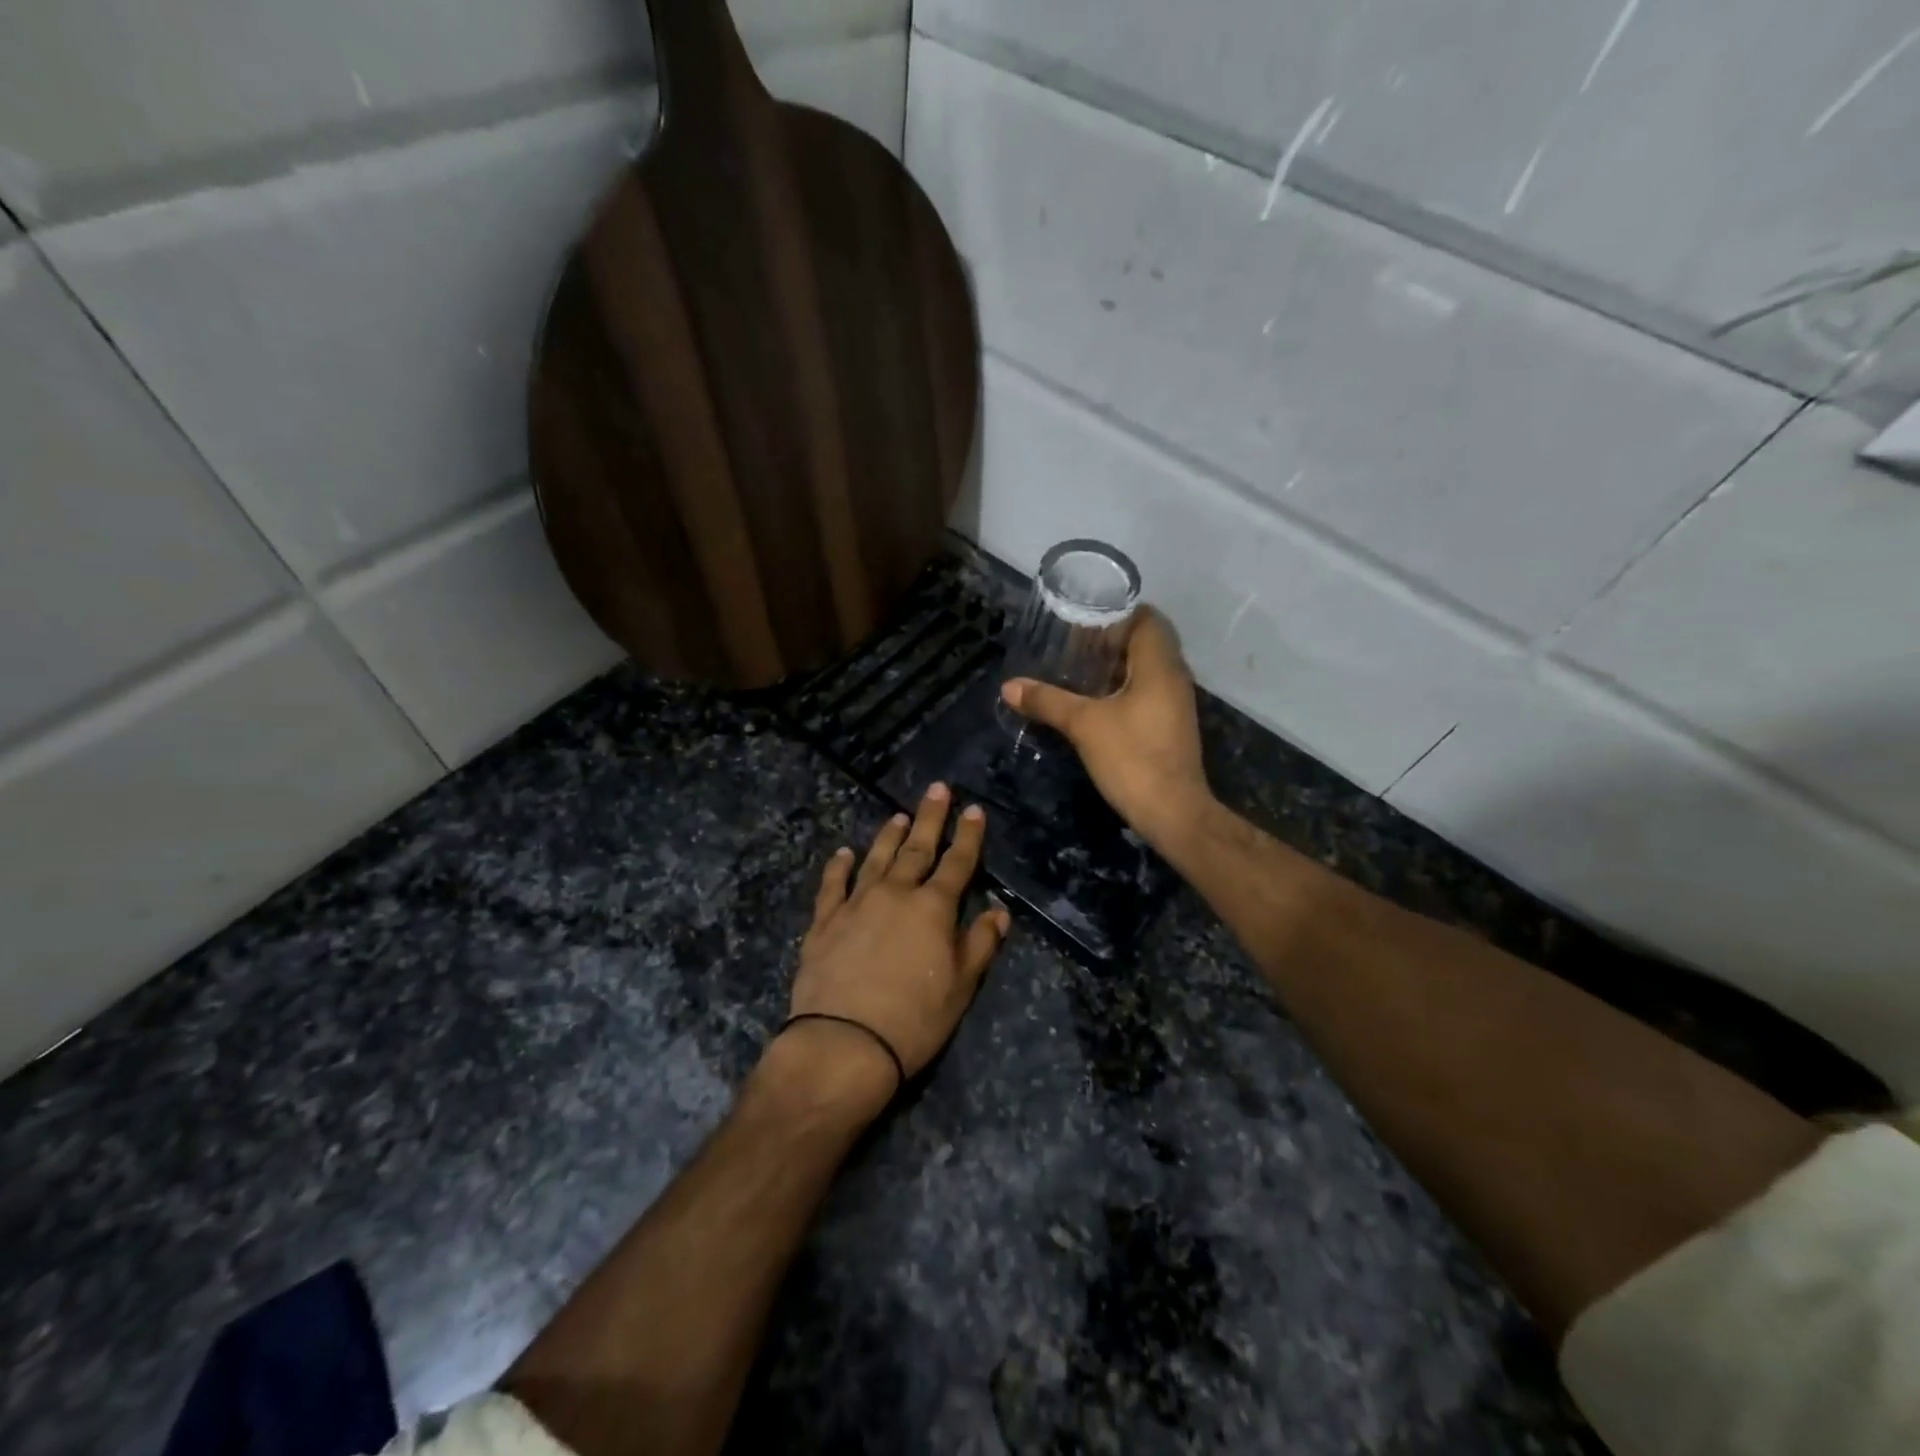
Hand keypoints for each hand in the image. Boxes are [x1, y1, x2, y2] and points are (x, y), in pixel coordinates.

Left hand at [781, 784, 1009, 1098]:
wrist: (844, 1042)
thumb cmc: (914, 1018)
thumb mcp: (961, 986)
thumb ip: (980, 943)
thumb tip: (998, 911)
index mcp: (933, 908)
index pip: (957, 863)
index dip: (968, 836)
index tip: (973, 810)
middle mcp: (895, 894)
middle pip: (917, 849)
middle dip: (931, 818)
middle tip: (937, 789)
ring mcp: (856, 904)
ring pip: (876, 859)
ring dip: (889, 835)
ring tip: (898, 815)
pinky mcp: (824, 921)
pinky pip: (833, 885)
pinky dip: (839, 867)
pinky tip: (843, 853)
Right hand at [1001, 607, 1213, 849]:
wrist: (1173, 812)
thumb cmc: (1132, 758)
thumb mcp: (1084, 725)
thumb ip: (1048, 701)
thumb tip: (1009, 686)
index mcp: (1159, 665)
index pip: (1147, 618)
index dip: (1117, 611)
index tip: (1084, 615)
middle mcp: (1174, 677)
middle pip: (1147, 641)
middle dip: (1111, 638)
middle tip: (1073, 641)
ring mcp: (1176, 702)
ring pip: (1147, 668)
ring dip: (1117, 665)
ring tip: (1078, 667)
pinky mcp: (1171, 725)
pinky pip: (1148, 691)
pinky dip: (1124, 688)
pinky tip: (1096, 701)